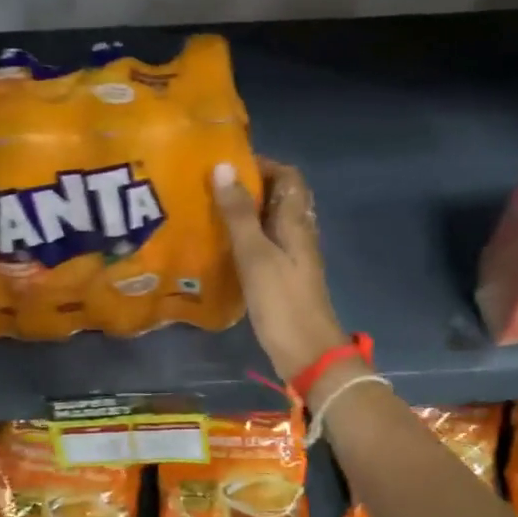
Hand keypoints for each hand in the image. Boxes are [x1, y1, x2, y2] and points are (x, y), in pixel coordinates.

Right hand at [212, 157, 347, 383]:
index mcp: (296, 222)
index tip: (228, 164)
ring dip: (246, 214)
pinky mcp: (283, 279)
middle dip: (250, 187)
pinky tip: (221, 247)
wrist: (307, 353)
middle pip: (280, 198)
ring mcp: (292, 258)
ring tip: (210, 211)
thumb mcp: (255, 254)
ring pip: (271, 223)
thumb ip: (239, 213)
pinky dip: (246, 239)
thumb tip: (223, 167)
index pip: (289, 177)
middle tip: (211, 187)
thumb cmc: (282, 301)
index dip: (263, 165)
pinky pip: (265, 246)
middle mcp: (298, 234)